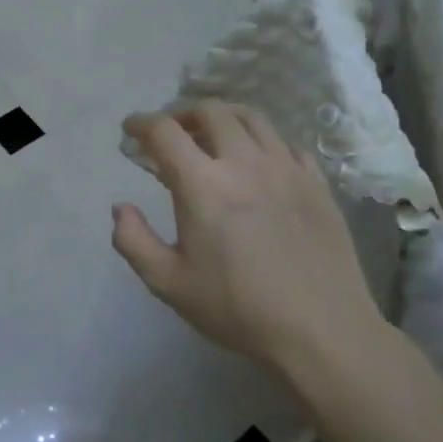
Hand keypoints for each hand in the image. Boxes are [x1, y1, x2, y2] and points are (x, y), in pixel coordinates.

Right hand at [111, 102, 385, 373]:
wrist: (321, 330)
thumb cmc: (237, 308)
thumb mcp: (168, 283)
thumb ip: (133, 241)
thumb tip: (120, 208)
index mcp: (202, 185)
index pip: (164, 132)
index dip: (141, 123)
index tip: (131, 130)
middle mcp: (244, 163)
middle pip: (210, 111)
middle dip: (182, 114)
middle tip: (171, 133)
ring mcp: (286, 168)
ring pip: (252, 118)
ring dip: (223, 117)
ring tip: (211, 136)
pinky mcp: (316, 183)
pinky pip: (285, 143)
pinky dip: (261, 140)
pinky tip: (256, 161)